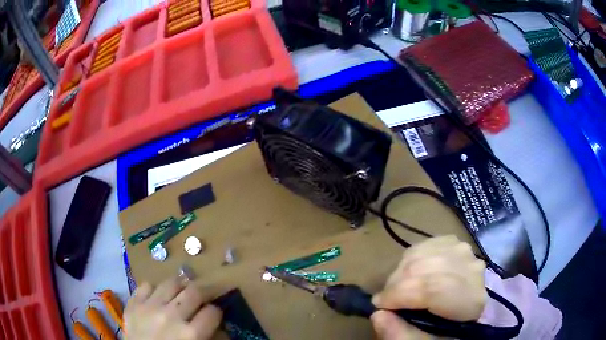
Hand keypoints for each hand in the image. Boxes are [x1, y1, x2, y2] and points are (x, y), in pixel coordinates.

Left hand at [124, 277, 222, 339]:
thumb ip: (208, 337)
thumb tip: (217, 325)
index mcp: (191, 334)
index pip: (213, 312)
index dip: (216, 312)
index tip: (214, 314)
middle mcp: (171, 317)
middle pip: (195, 291)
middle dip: (204, 292)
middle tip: (204, 297)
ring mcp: (149, 308)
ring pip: (171, 283)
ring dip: (181, 287)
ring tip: (181, 293)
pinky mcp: (133, 304)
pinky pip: (147, 285)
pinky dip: (155, 290)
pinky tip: (158, 299)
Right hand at [371, 236, 486, 339]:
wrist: (460, 313)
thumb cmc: (441, 332)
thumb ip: (401, 335)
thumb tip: (378, 315)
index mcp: (470, 302)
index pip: (435, 288)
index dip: (402, 294)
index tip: (379, 305)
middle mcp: (472, 271)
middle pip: (428, 268)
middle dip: (397, 284)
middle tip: (384, 300)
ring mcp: (465, 253)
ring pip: (424, 253)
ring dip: (401, 272)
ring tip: (396, 290)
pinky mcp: (456, 243)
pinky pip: (425, 245)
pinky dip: (410, 259)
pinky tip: (409, 274)